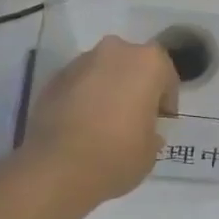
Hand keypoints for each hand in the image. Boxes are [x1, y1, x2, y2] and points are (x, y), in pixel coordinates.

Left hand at [21, 36, 177, 207]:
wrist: (59, 167)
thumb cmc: (118, 155)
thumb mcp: (151, 150)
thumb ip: (152, 131)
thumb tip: (144, 131)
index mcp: (147, 62)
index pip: (165, 74)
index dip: (165, 99)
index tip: (161, 121)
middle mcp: (114, 51)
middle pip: (131, 65)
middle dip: (134, 86)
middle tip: (134, 117)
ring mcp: (79, 62)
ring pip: (102, 71)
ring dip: (106, 89)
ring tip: (104, 123)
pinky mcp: (53, 79)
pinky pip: (78, 84)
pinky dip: (82, 98)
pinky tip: (81, 126)